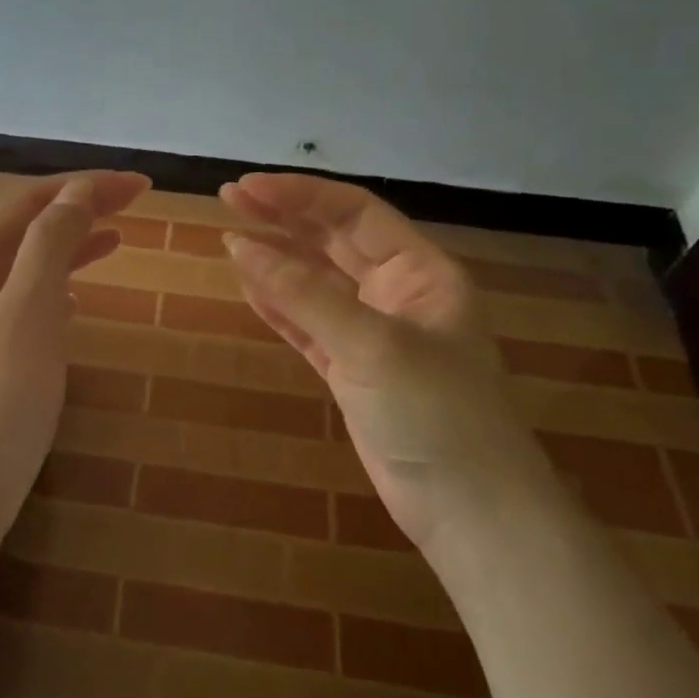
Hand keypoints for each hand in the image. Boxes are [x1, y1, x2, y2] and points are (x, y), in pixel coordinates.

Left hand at [0, 170, 149, 584]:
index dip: (83, 187)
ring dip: (72, 247)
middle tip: (136, 203)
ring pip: (31, 268)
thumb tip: (76, 193)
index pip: (30, 205)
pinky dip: (61, 289)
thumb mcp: (27, 313)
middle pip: (29, 231)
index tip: (139, 186)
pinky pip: (31, 305)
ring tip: (117, 238)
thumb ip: (49, 247)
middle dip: (80, 210)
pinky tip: (79, 300)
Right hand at [219, 173, 555, 550]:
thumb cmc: (435, 413)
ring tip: (229, 236)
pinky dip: (278, 307)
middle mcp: (397, 294)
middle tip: (228, 198)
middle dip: (283, 218)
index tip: (248, 188)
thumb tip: (241, 245)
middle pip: (333, 242)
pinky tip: (248, 287)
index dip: (300, 195)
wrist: (469, 509)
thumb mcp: (372, 345)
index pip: (354, 213)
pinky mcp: (351, 371)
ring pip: (316, 283)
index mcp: (421, 272)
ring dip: (276, 260)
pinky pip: (308, 326)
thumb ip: (304, 295)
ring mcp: (372, 334)